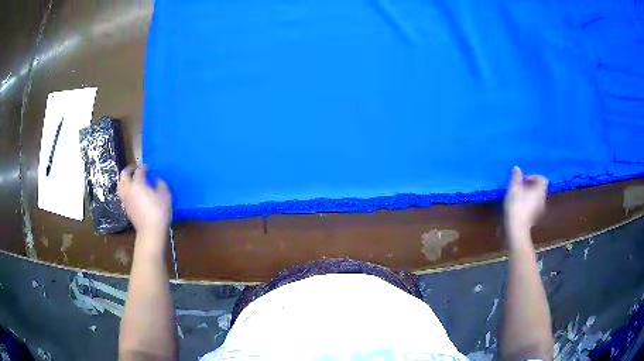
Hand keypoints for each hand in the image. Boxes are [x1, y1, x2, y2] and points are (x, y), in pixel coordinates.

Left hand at [118, 165, 171, 239]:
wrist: (150, 231)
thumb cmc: (159, 212)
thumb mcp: (165, 195)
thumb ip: (161, 184)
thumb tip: (157, 180)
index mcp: (138, 183)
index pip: (139, 170)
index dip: (144, 167)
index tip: (149, 168)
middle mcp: (129, 189)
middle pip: (124, 175)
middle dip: (129, 169)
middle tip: (135, 169)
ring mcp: (125, 199)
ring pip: (120, 184)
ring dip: (124, 179)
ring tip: (130, 179)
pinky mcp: (126, 207)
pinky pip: (122, 194)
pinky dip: (125, 189)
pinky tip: (131, 192)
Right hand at [504, 167, 547, 240]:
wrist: (515, 230)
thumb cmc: (516, 206)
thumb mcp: (513, 188)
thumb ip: (516, 177)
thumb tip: (517, 168)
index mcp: (539, 191)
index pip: (542, 179)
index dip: (533, 176)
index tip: (523, 179)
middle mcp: (541, 200)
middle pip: (538, 189)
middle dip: (529, 186)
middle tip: (518, 187)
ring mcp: (537, 211)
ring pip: (534, 199)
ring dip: (527, 196)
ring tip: (516, 197)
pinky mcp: (532, 220)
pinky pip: (530, 208)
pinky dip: (525, 206)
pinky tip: (515, 208)